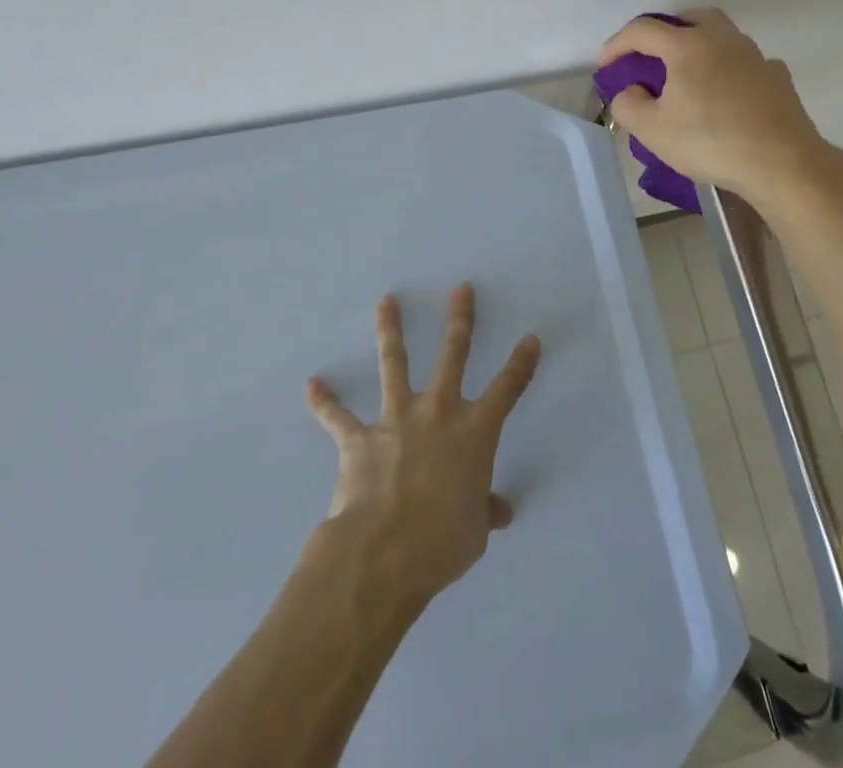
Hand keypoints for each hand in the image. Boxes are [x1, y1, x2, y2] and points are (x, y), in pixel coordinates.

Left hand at [306, 285, 541, 606]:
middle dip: (459, 320)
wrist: (383, 554)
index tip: (530, 338)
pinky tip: (312, 385)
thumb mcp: (475, 532)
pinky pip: (338, 417)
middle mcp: (438, 412)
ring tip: (386, 301)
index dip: (521, 364)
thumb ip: (485, 511)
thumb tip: (500, 510)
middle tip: (461, 289)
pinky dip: (324, 402)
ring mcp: (397, 420)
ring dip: (390, 330)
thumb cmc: (441, 544)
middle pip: (453, 355)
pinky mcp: (359, 439)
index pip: (507, 389)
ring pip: (394, 363)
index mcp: (474, 433)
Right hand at [598, 8, 837, 207]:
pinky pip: (745, 62)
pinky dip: (729, 69)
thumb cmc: (710, 142)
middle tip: (651, 57)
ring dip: (699, 46)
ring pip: (722, 35)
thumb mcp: (652, 130)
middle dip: (665, 31)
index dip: (617, 44)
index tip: (606, 66)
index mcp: (688, 45)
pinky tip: (726, 94)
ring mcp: (755, 56)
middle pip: (689, 18)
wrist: (782, 163)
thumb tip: (631, 91)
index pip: (643, 30)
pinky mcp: (778, 78)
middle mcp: (723, 39)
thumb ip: (628, 104)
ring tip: (688, 76)